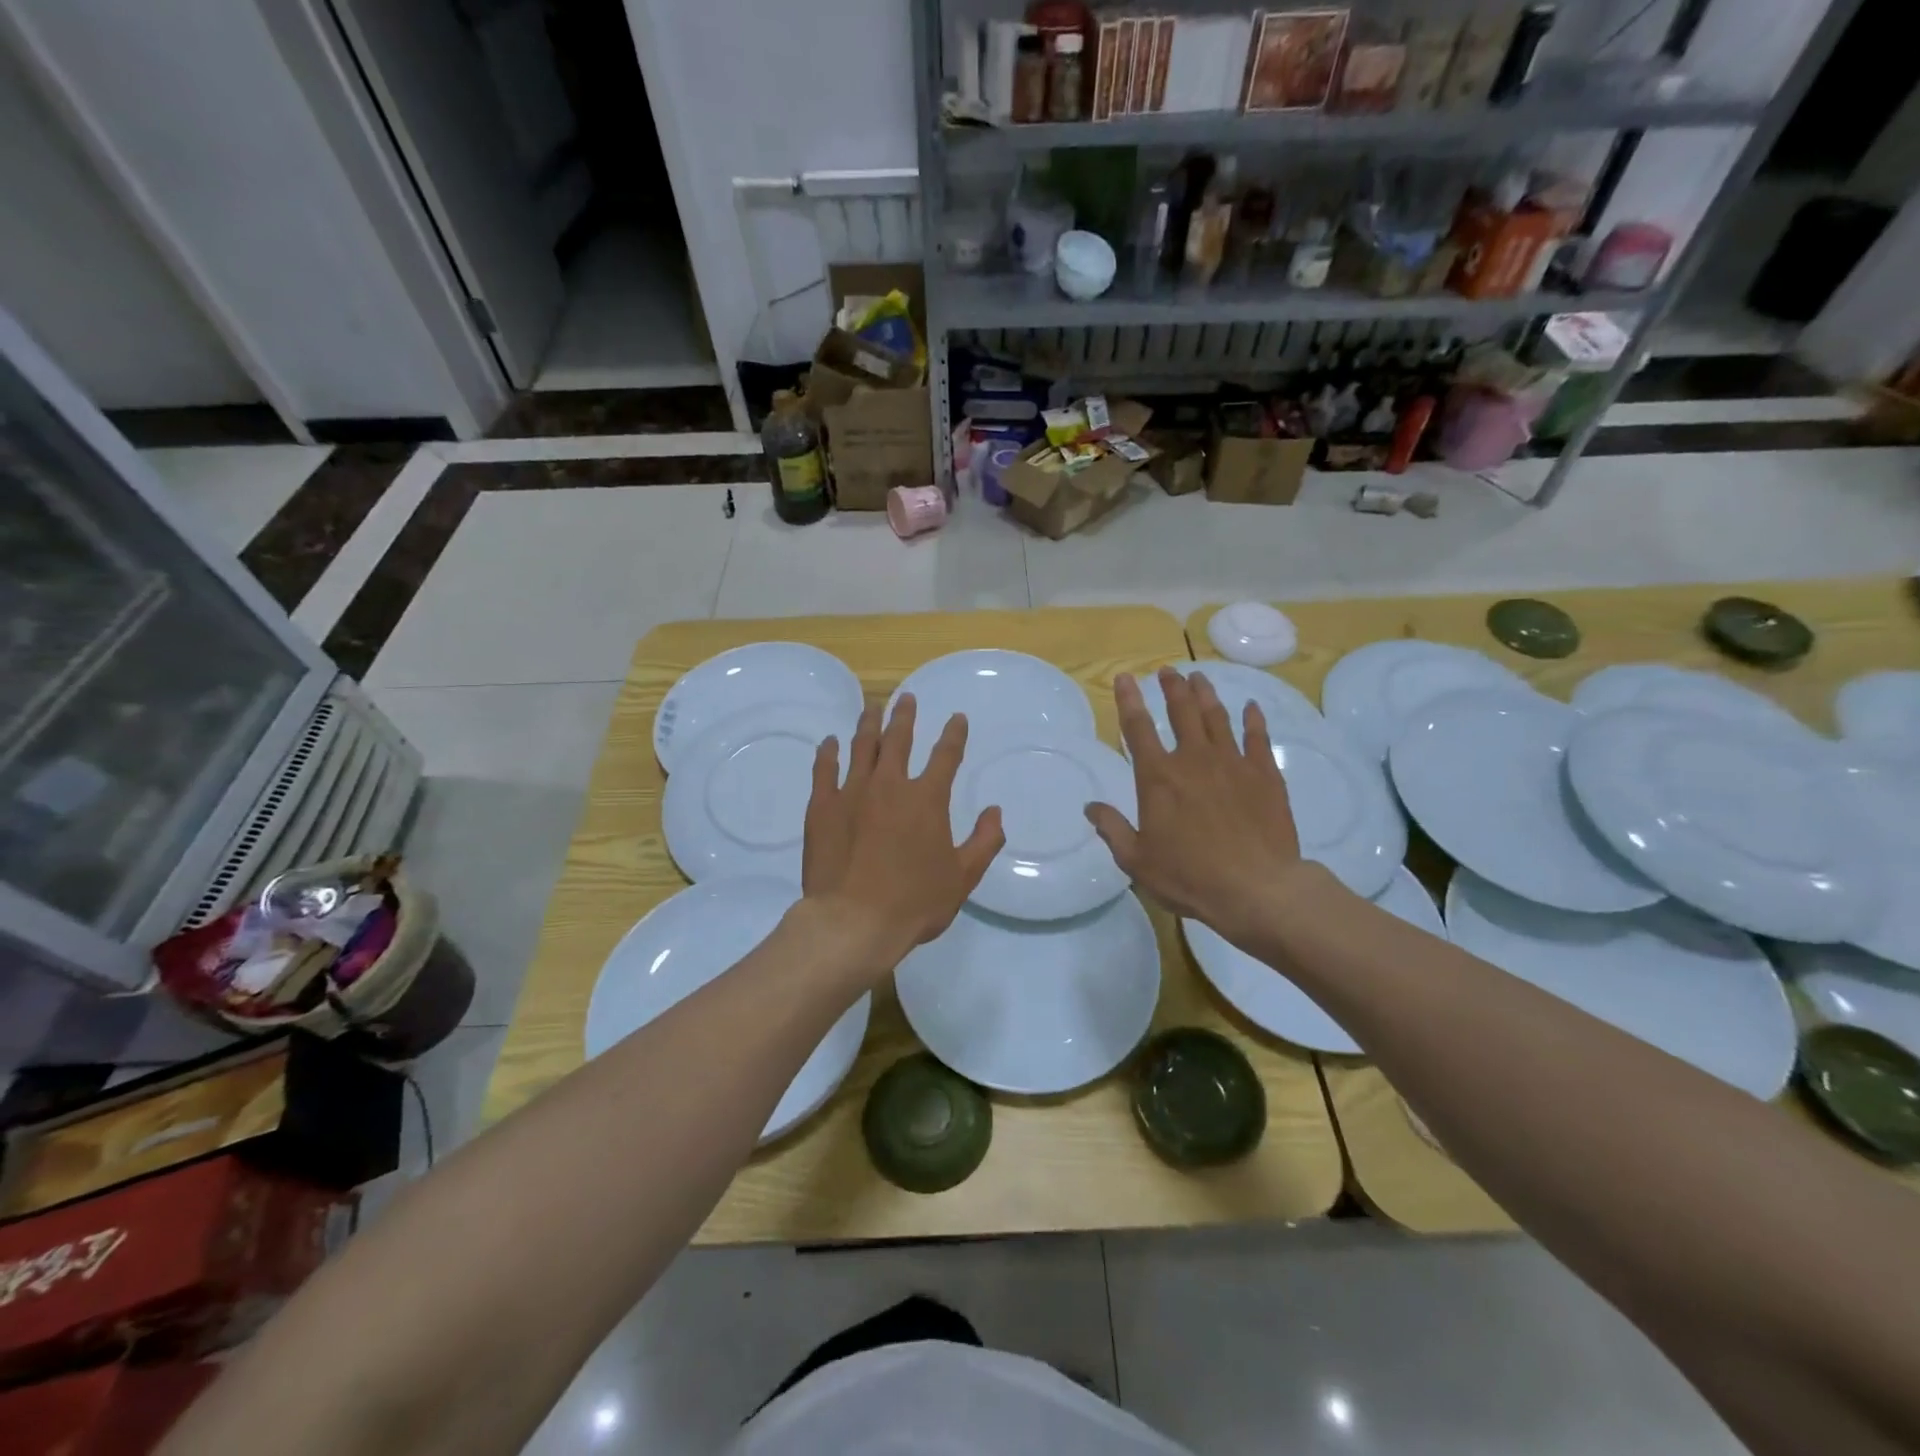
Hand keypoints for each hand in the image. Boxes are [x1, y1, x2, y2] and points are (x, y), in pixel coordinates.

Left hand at [802, 695, 1004, 975]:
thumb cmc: (914, 902)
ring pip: (862, 747)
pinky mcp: (822, 807)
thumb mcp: (963, 877)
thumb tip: (995, 812)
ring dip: (869, 724)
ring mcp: (852, 792)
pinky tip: (830, 742)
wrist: (853, 922)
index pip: (946, 755)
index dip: (954, 734)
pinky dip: (828, 753)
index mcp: (927, 799)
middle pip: (898, 739)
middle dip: (904, 716)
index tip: (957, 718)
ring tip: (872, 708)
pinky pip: (824, 770)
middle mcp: (890, 785)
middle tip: (905, 698)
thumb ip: (984, 841)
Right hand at [1085, 667, 1315, 951]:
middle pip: (1181, 712)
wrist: (1257, 889)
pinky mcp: (1265, 775)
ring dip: (1206, 695)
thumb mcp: (1136, 860)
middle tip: (1167, 671)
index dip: (1129, 700)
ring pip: (1217, 718)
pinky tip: (1251, 707)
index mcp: (1158, 778)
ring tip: (1199, 678)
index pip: (1138, 729)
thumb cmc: (1189, 877)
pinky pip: (1257, 738)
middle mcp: (1194, 760)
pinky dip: (1253, 720)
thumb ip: (1112, 829)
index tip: (1125, 678)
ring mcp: (1233, 763)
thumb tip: (1090, 807)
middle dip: (1172, 688)